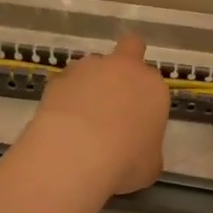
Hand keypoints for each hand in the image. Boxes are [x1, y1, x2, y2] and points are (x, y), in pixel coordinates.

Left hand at [27, 35, 168, 194]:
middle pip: (130, 48)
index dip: (145, 100)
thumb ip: (147, 147)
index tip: (137, 122)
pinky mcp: (58, 77)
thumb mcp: (150, 164)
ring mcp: (89, 68)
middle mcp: (124, 68)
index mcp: (153, 88)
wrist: (77, 153)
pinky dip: (65, 96)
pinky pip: (66, 82)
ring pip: (93, 66)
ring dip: (90, 83)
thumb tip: (137, 148)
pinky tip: (61, 121)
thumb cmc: (125, 161)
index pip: (153, 84)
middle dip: (125, 63)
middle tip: (114, 96)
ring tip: (80, 117)